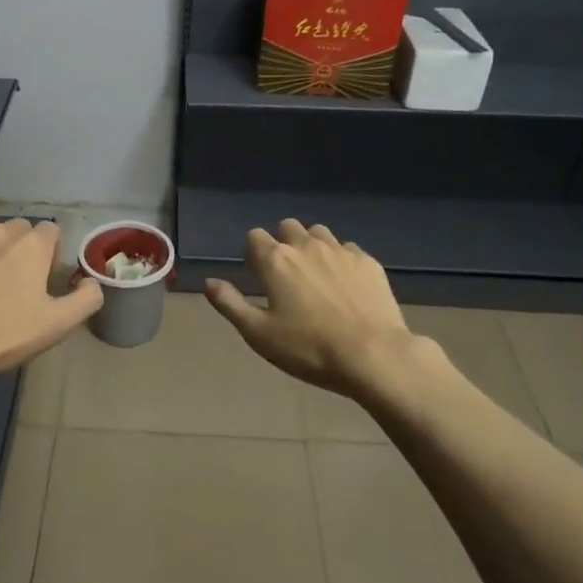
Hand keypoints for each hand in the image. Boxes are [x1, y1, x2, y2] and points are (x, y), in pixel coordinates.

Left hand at [0, 219, 101, 377]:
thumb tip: (91, 283)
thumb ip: (85, 300)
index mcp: (31, 244)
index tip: (43, 283)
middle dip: (20, 252)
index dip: (51, 255)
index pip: (52, 232)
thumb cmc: (0, 332)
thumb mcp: (55, 325)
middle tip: (14, 289)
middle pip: (18, 231)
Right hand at [205, 221, 418, 397]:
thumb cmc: (308, 348)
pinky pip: (348, 249)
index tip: (259, 277)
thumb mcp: (258, 334)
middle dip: (282, 244)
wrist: (373, 355)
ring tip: (315, 277)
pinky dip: (341, 260)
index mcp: (275, 260)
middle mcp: (306, 246)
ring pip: (319, 233)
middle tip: (286, 277)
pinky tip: (345, 286)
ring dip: (312, 246)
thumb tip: (209, 283)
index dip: (253, 254)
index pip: (254, 237)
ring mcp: (341, 251)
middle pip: (288, 227)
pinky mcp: (369, 263)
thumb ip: (230, 304)